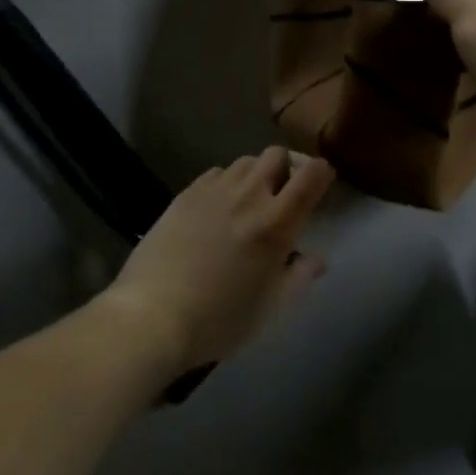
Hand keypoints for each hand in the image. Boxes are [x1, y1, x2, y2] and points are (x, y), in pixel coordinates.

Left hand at [105, 146, 333, 376]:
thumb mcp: (270, 307)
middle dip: (287, 167)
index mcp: (276, 221)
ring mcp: (214, 189)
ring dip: (256, 174)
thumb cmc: (220, 319)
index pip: (311, 174)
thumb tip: (316, 259)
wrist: (153, 315)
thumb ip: (299, 277)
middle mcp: (249, 194)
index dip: (322, 172)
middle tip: (284, 194)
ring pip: (246, 161)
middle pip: (277, 155)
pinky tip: (217, 209)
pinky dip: (226, 183)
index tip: (322, 184)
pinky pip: (216, 173)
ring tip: (250, 201)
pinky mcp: (186, 193)